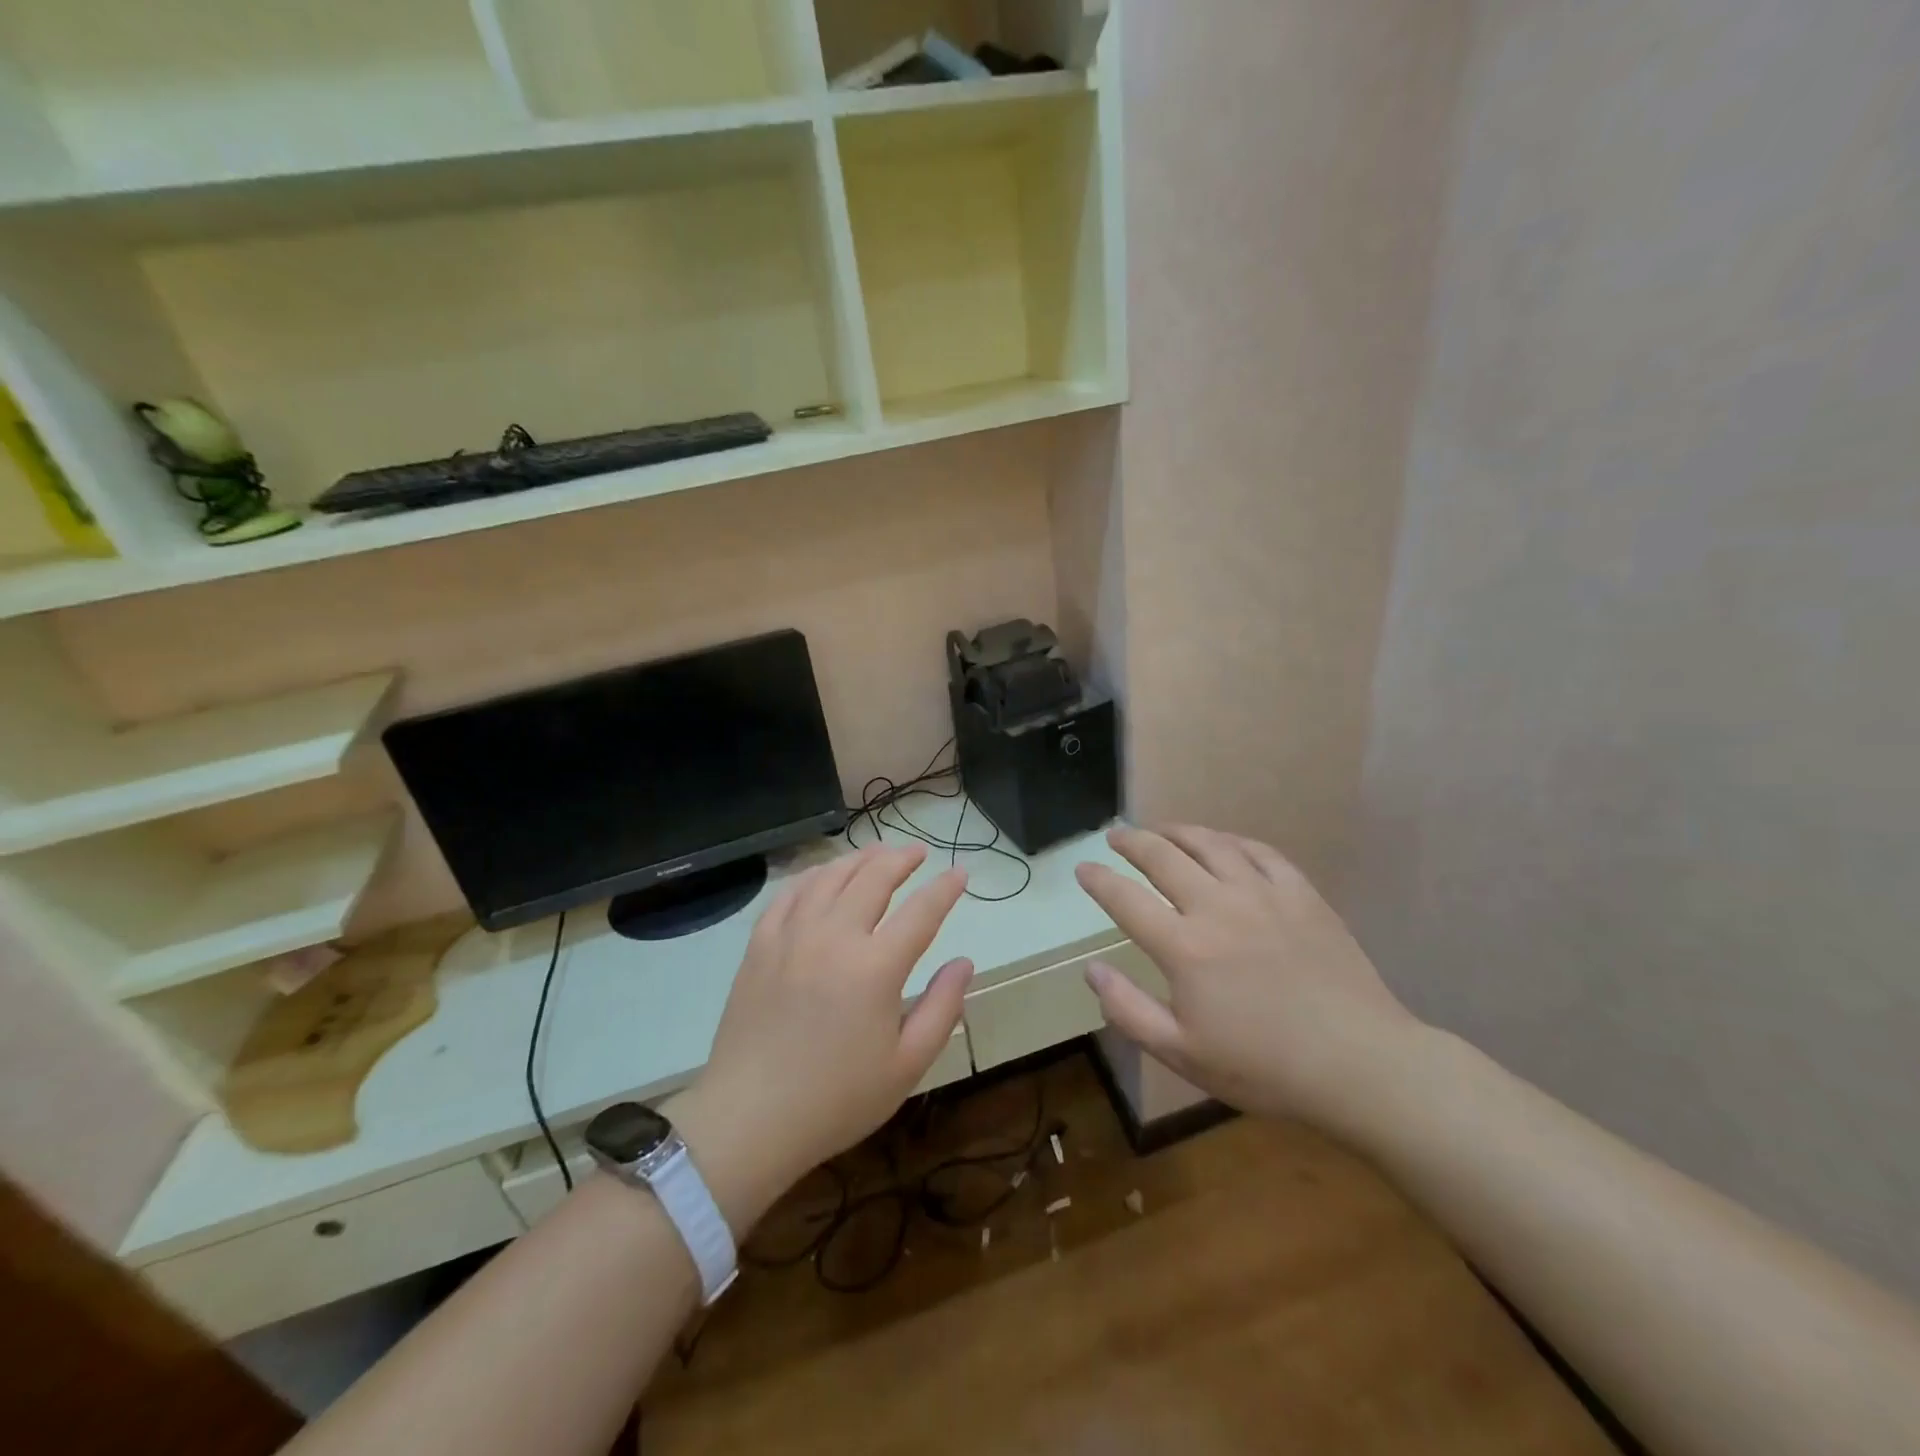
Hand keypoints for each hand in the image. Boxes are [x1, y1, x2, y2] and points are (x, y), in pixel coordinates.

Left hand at [672, 845, 971, 1225]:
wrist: (750, 1118)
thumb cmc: (837, 1099)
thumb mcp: (907, 1065)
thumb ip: (942, 1008)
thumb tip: (964, 963)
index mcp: (876, 967)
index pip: (921, 911)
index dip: (945, 888)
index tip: (960, 872)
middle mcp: (834, 937)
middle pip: (874, 877)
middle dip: (902, 858)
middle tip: (918, 852)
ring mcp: (792, 936)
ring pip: (830, 876)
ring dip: (860, 858)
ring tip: (878, 854)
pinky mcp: (760, 944)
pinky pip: (790, 893)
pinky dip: (813, 875)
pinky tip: (823, 875)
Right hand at [1075, 825, 1423, 1129]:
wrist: (1359, 1065)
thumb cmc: (1264, 1067)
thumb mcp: (1182, 1054)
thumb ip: (1128, 1009)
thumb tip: (1092, 969)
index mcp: (1184, 947)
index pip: (1126, 899)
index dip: (1099, 880)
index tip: (1083, 869)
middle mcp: (1217, 907)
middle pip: (1163, 856)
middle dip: (1132, 841)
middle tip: (1116, 836)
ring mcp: (1263, 894)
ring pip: (1210, 844)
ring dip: (1177, 831)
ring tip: (1161, 830)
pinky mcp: (1301, 894)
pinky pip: (1259, 852)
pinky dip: (1232, 841)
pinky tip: (1223, 844)